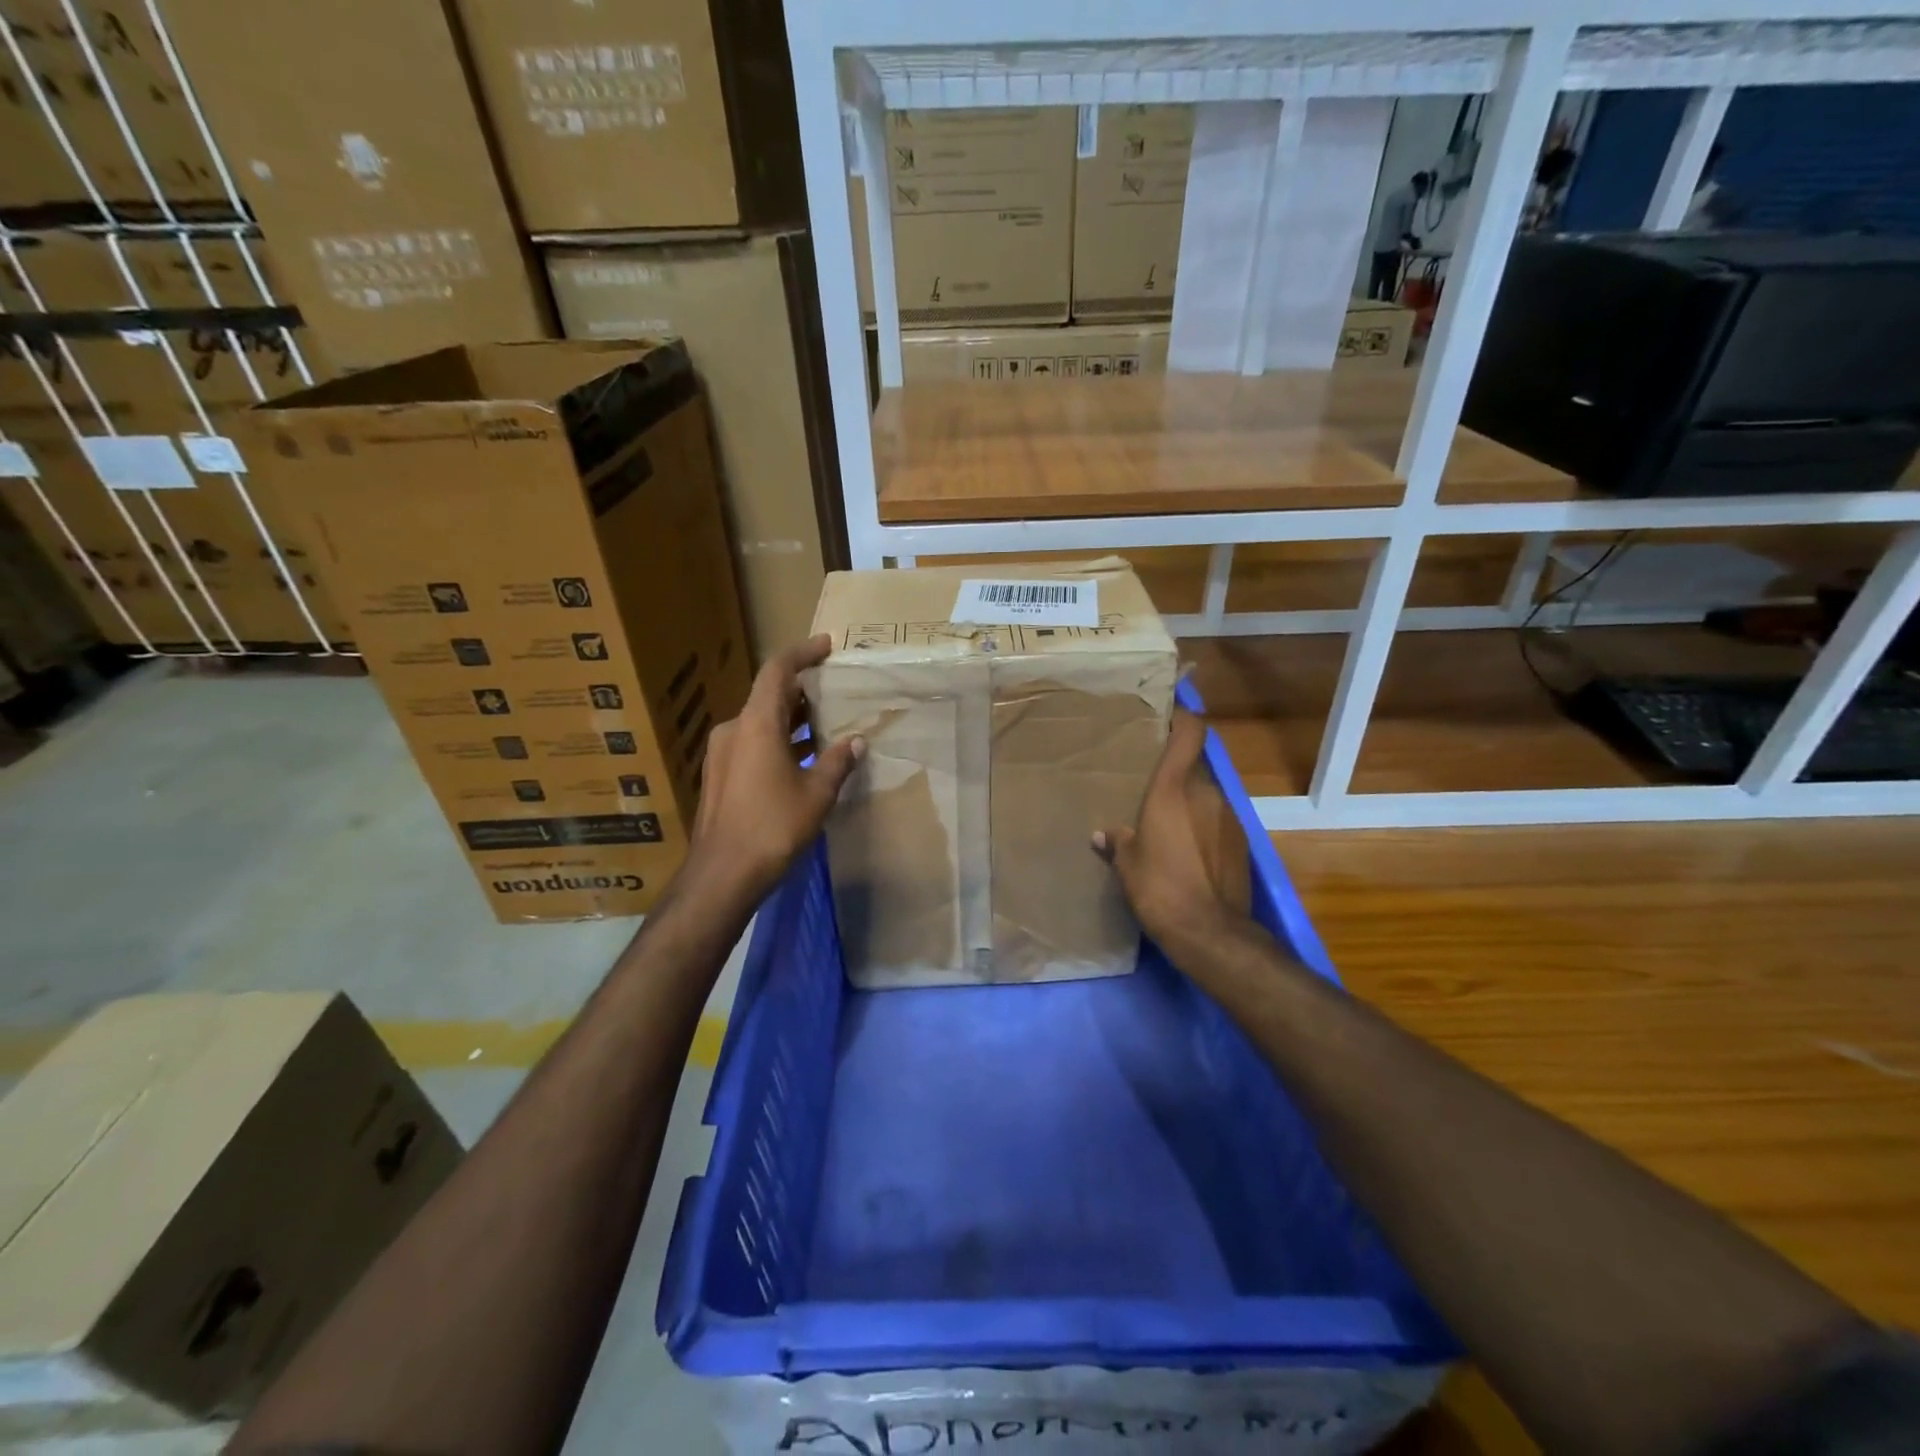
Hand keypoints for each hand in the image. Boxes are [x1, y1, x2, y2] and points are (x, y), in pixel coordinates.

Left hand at [687, 634, 863, 904]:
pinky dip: (777, 740)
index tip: (827, 646)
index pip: (778, 671)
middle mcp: (734, 729)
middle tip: (834, 690)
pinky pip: (751, 742)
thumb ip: (838, 761)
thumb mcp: (816, 793)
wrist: (723, 874)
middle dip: (802, 690)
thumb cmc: (773, 827)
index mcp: (756, 723)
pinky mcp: (719, 774)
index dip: (803, 653)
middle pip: (768, 695)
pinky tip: (801, 757)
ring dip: (790, 719)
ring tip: (825, 724)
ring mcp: (722, 752)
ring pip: (760, 721)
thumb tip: (857, 741)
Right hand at [1093, 709, 1255, 959]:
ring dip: (1188, 800)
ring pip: (1205, 794)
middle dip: (1175, 770)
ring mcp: (1229, 817)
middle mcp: (1206, 793)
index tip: (1168, 714)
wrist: (1210, 932)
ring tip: (1166, 821)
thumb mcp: (1127, 864)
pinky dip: (1202, 825)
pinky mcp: (1241, 842)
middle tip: (1150, 782)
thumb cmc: (1159, 887)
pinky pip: (1216, 821)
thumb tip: (1104, 835)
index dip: (1184, 717)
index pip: (1191, 733)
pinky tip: (1186, 850)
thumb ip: (1117, 841)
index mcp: (1174, 788)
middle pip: (1194, 765)